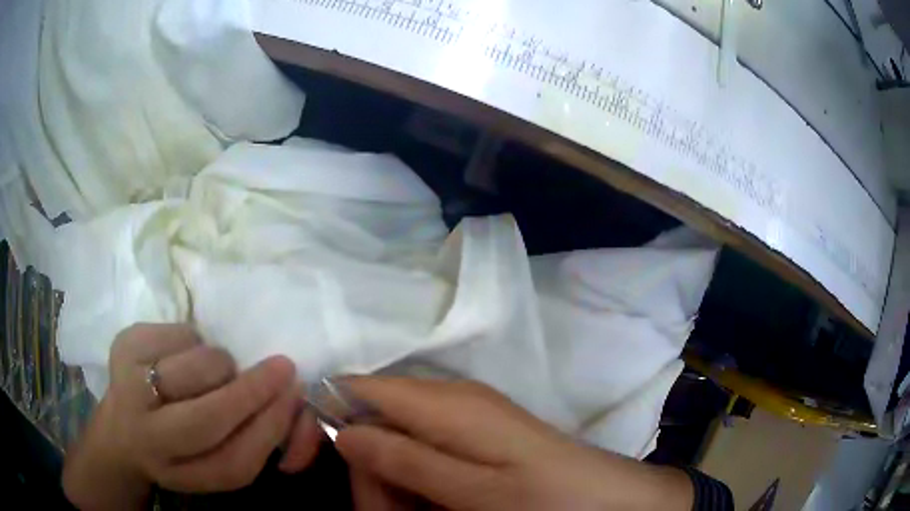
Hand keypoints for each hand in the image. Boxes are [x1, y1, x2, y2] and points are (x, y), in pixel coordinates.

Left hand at [62, 324, 322, 509]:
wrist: (121, 429)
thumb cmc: (178, 447)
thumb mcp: (213, 461)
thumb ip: (251, 440)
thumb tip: (290, 397)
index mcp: (181, 475)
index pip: (233, 462)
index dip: (269, 429)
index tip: (295, 397)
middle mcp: (149, 438)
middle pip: (207, 418)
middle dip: (252, 390)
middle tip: (282, 367)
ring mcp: (128, 388)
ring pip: (196, 365)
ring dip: (220, 364)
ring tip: (210, 373)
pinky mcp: (122, 345)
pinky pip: (179, 332)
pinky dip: (193, 340)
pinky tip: (180, 357)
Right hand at [335, 378, 693, 510]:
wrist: (606, 497)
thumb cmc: (544, 497)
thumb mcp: (472, 491)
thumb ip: (406, 460)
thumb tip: (344, 432)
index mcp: (445, 404)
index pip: (362, 388)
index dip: (335, 415)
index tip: (328, 460)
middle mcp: (452, 397)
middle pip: (378, 417)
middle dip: (371, 465)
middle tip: (391, 510)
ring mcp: (468, 413)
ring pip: (400, 438)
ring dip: (395, 478)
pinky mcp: (480, 432)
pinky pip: (428, 449)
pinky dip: (420, 478)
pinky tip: (438, 503)